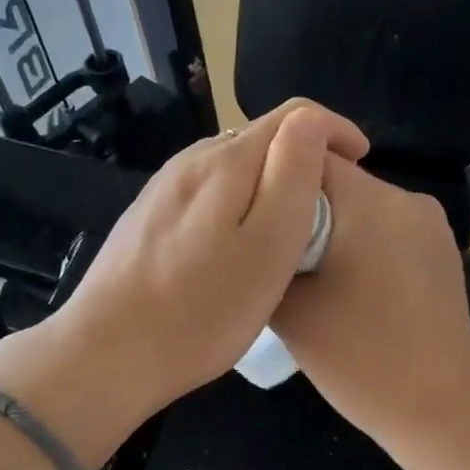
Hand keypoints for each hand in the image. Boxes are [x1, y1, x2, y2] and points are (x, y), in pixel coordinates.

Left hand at [0, 99, 369, 463]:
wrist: (107, 354)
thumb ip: (293, 175)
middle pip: (259, 139)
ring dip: (268, 184)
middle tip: (329, 208)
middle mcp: (190, 162)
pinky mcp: (147, 219)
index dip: (334, 130)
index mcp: (225, 162)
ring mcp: (163, 190)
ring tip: (289, 230)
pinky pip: (206, 195)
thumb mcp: (268, 245)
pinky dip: (236, 205)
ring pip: (231, 168)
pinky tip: (236, 247)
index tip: (361, 163)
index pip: (293, 116)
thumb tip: (310, 121)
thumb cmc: (202, 310)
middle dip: (302, 160)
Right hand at [272, 158, 469, 447]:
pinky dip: (362, 243)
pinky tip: (349, 286)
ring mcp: (432, 223)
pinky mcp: (442, 249)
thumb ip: (266, 256)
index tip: (250, 215)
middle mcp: (408, 198)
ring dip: (333, 228)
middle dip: (303, 208)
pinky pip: (388, 228)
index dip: (270, 179)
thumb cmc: (359, 359)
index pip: (305, 155)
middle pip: (338, 180)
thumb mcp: (290, 310)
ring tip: (310, 274)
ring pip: (363, 205)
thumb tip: (258, 233)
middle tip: (275, 253)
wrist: (437, 408)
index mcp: (370, 202)